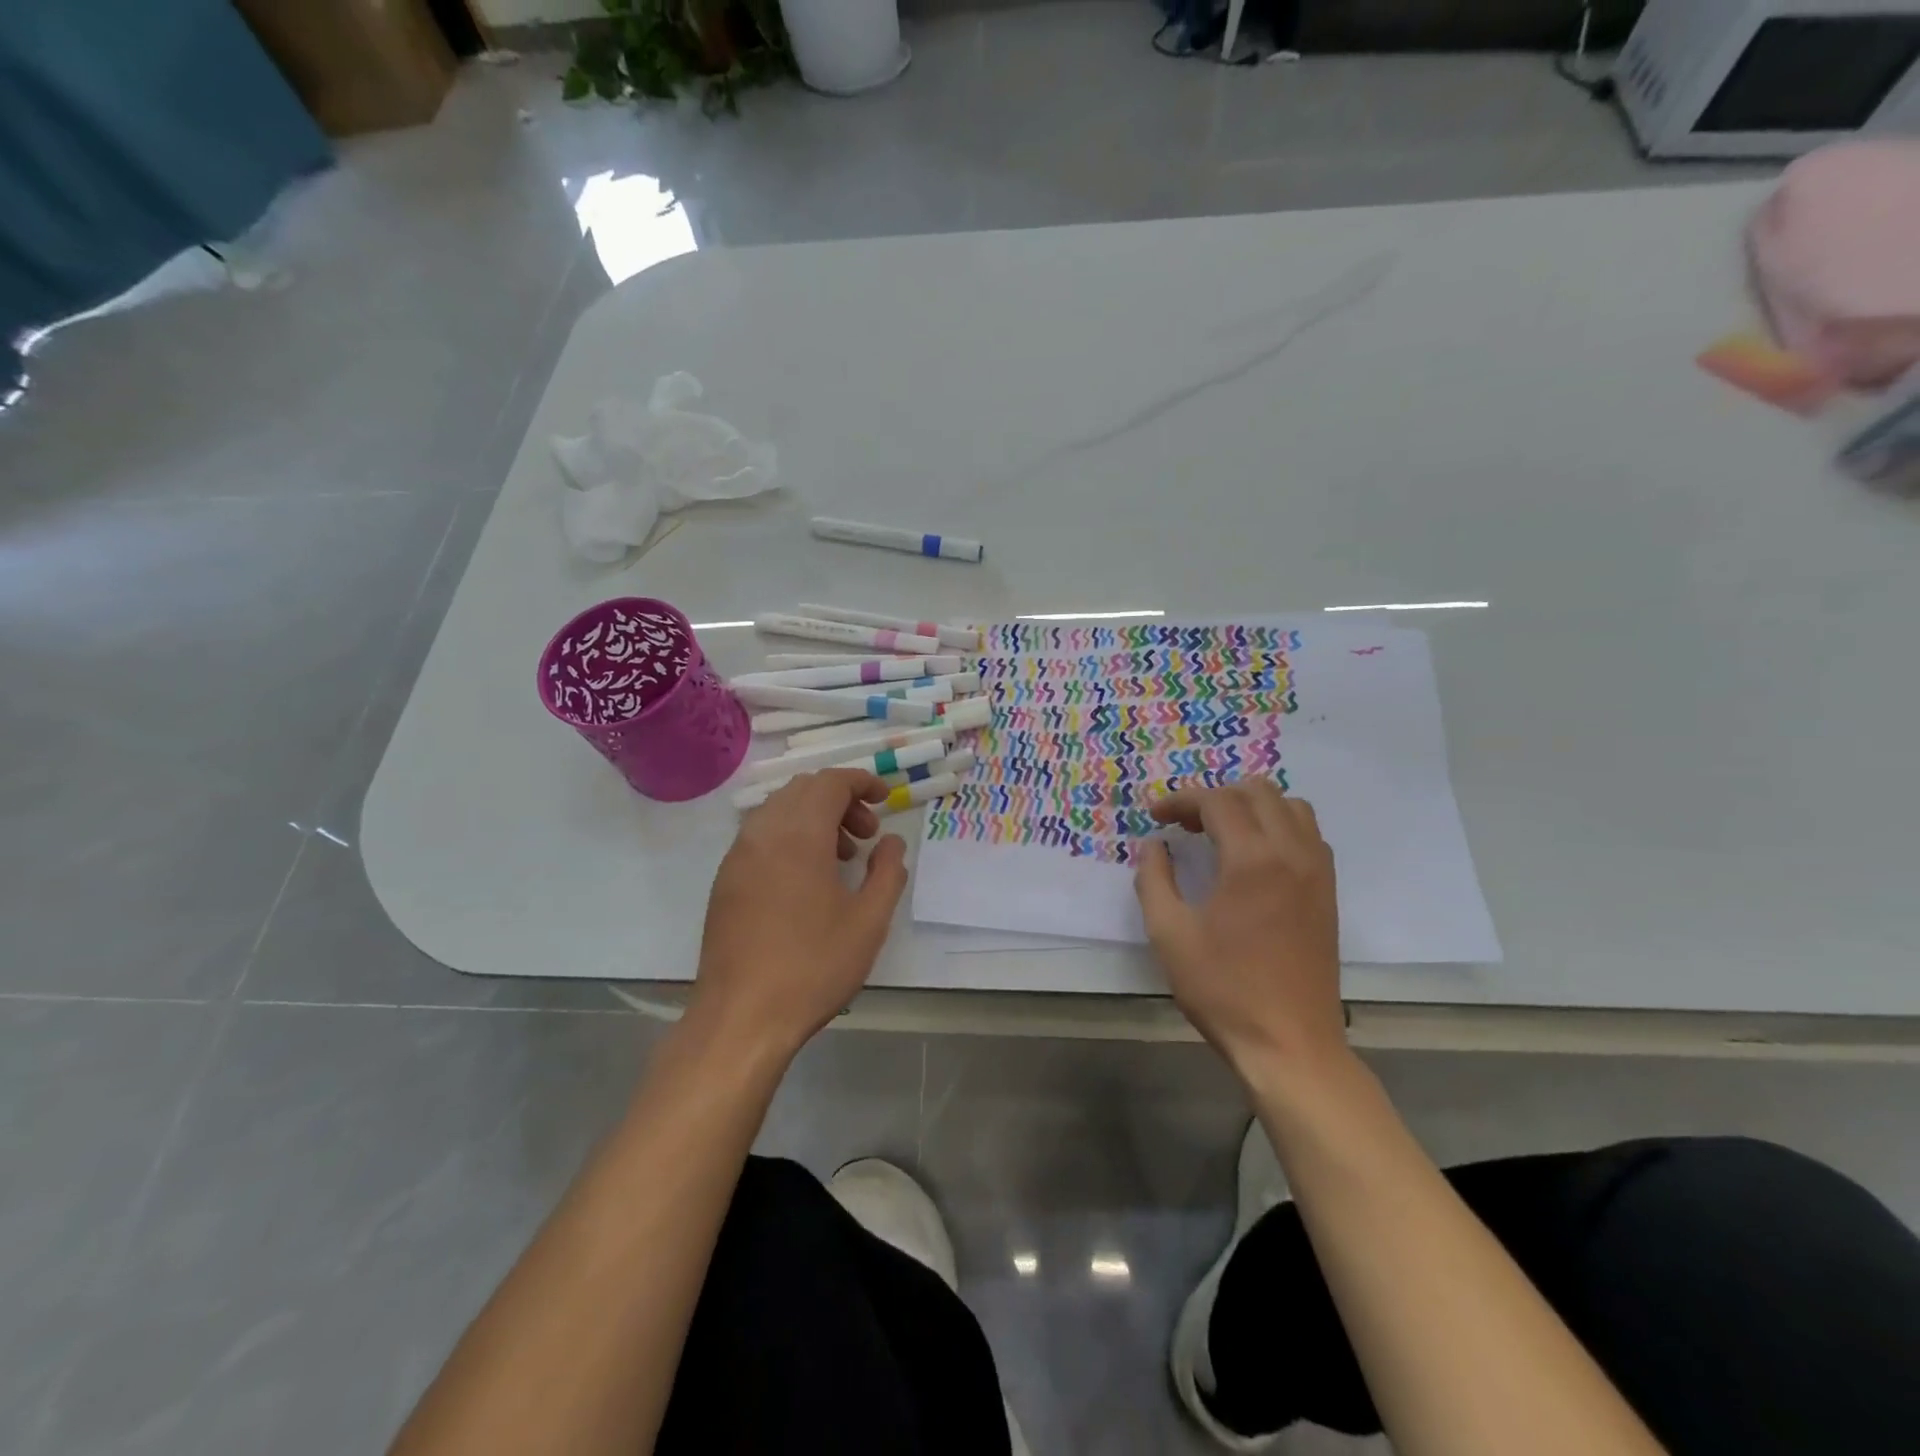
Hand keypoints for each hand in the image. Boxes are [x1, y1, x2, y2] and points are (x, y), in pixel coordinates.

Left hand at [689, 769, 907, 1060]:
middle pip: (803, 790)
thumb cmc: (813, 967)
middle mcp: (762, 834)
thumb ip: (887, 871)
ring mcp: (738, 857)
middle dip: (840, 800)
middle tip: (867, 835)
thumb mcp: (869, 921)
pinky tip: (807, 878)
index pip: (830, 782)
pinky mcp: (725, 880)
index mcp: (799, 835)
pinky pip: (761, 836)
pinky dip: (789, 836)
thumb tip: (891, 842)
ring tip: (841, 858)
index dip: (861, 782)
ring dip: (814, 818)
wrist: (741, 1017)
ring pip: (779, 810)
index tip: (885, 799)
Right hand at [1134, 779, 1347, 1081]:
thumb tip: (1154, 846)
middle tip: (1185, 824)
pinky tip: (1254, 857)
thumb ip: (1154, 879)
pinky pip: (1308, 835)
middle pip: (1258, 791)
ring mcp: (1318, 872)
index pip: (1217, 801)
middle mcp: (1292, 853)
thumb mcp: (1169, 934)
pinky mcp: (1328, 893)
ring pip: (1291, 807)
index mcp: (1252, 860)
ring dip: (1252, 806)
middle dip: (1215, 796)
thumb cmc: (1223, 990)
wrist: (1290, 1044)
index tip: (1154, 816)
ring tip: (1221, 832)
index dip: (1180, 801)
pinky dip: (1279, 827)